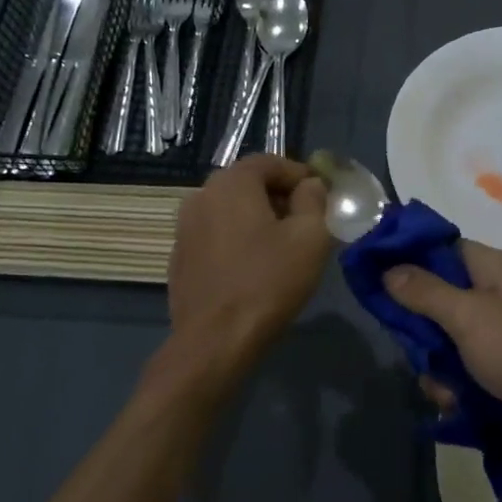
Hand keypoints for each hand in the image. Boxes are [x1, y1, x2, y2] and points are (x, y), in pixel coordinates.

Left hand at [168, 154, 330, 362]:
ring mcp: (185, 227)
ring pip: (231, 209)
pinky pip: (216, 234)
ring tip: (283, 247)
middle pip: (248, 183)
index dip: (300, 175)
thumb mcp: (311, 236)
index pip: (270, 161)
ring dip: (258, 218)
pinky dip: (238, 239)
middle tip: (307, 222)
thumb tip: (310, 185)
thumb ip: (314, 200)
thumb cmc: (268, 282)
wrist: (214, 340)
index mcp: (232, 183)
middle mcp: (202, 195)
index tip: (322, 197)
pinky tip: (254, 267)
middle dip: (280, 196)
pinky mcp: (180, 256)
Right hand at [383, 241, 501, 464]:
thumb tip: (388, 268)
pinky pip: (464, 372)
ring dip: (438, 367)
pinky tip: (457, 407)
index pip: (442, 248)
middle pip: (439, 299)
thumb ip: (425, 292)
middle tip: (413, 348)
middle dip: (421, 329)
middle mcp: (498, 296)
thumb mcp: (470, 317)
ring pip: (446, 341)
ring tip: (445, 389)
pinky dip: (456, 388)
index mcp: (494, 269)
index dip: (409, 258)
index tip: (375, 276)